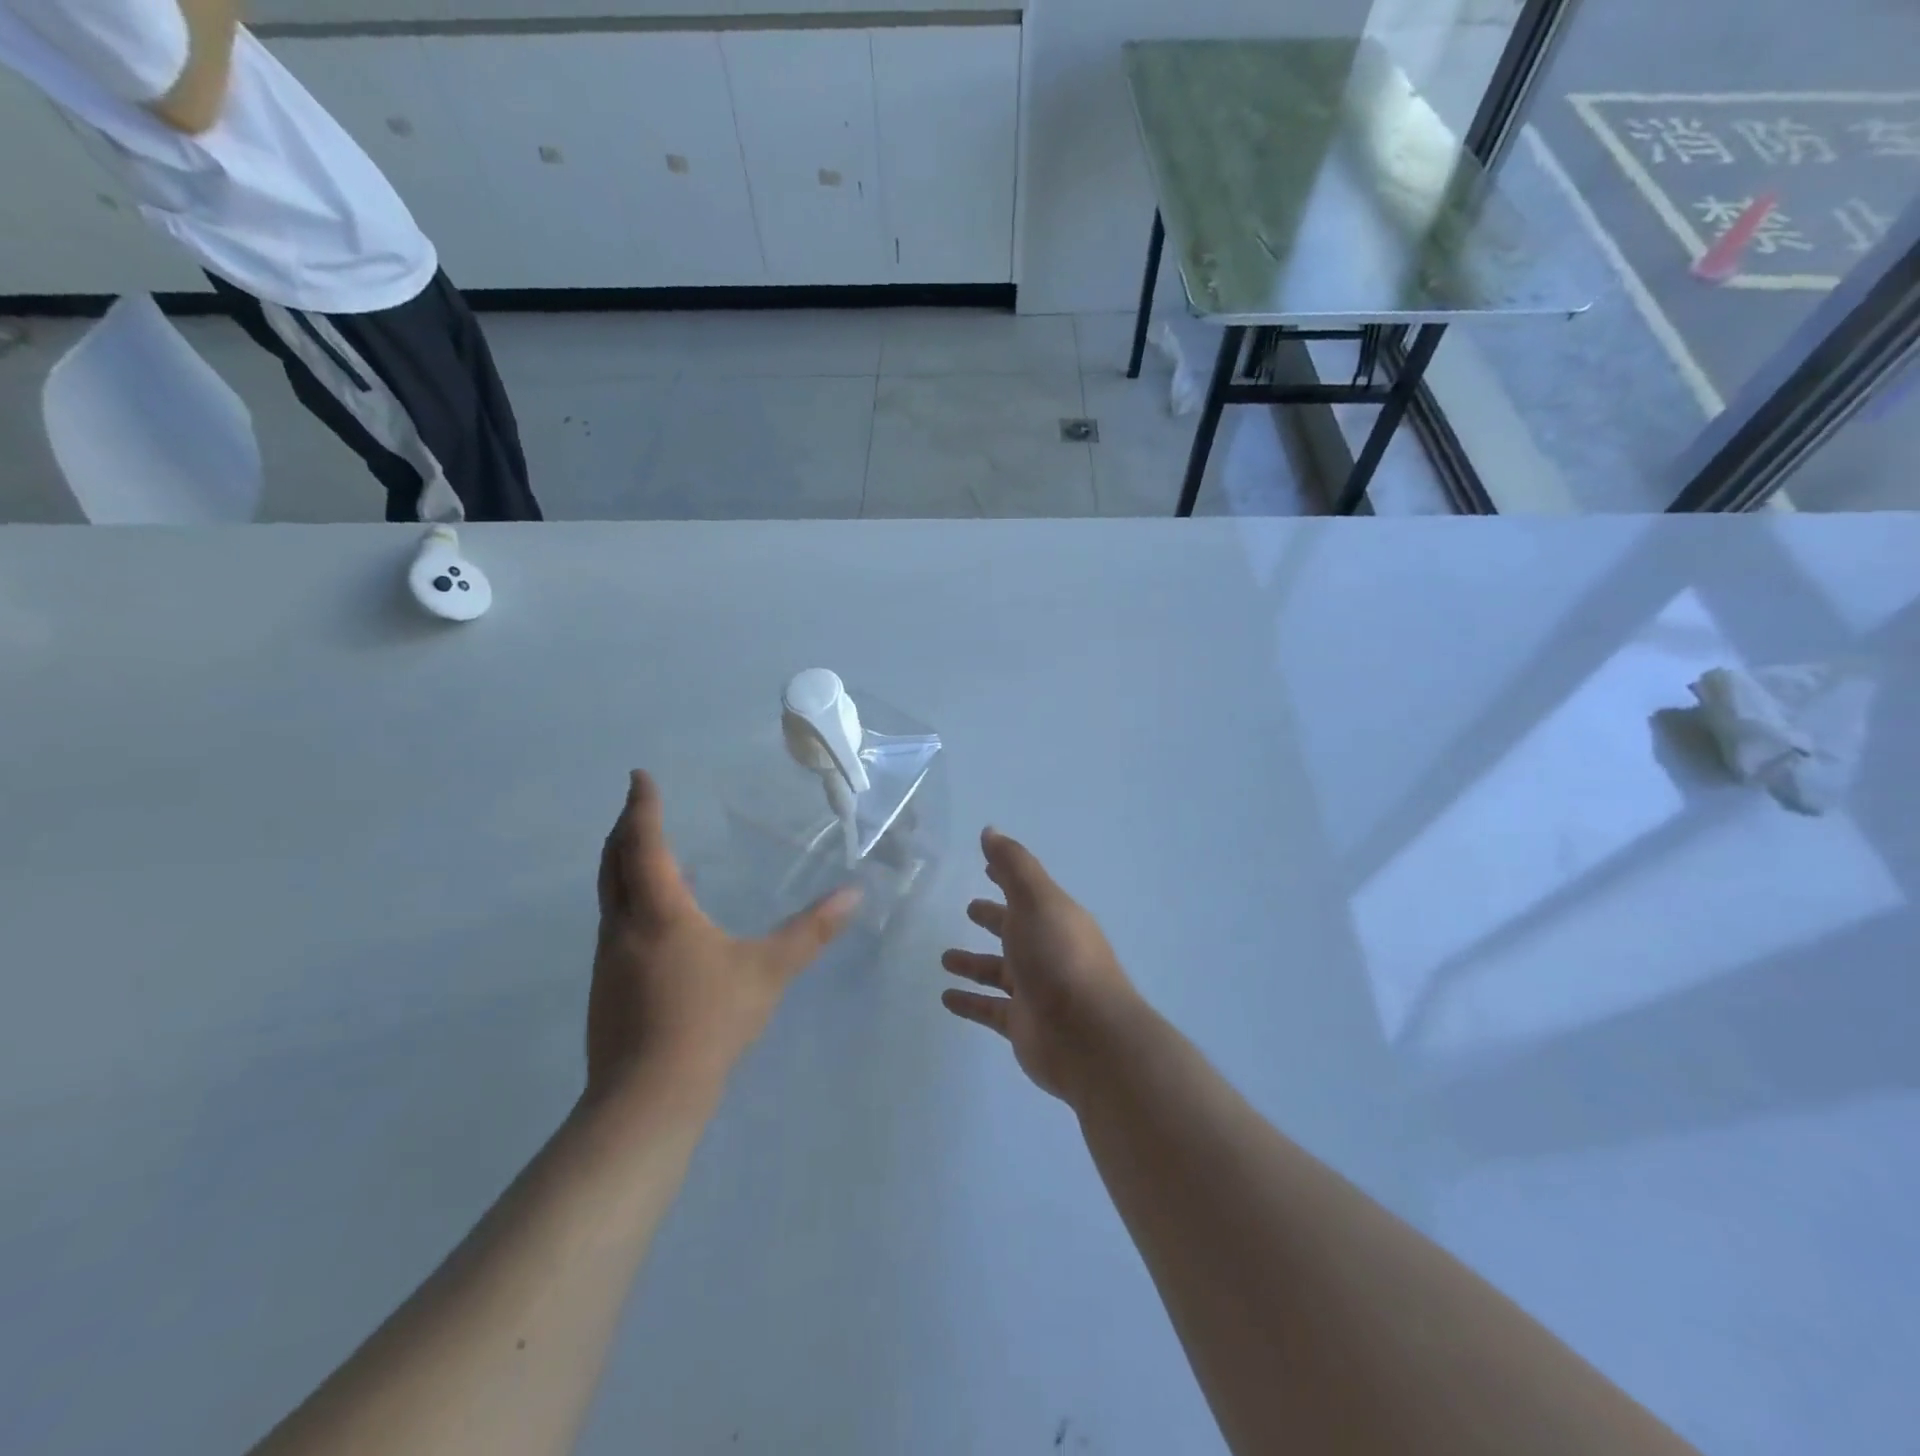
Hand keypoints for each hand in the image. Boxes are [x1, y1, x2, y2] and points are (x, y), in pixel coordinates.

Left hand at [587, 771, 859, 1102]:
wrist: (648, 1098)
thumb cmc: (710, 1021)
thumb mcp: (769, 971)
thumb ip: (812, 932)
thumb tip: (854, 895)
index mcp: (660, 912)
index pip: (645, 844)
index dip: (643, 808)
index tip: (639, 778)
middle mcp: (624, 927)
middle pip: (613, 863)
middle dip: (624, 829)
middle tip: (637, 807)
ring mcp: (608, 959)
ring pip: (608, 895)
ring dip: (623, 865)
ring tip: (648, 854)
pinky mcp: (605, 987)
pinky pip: (613, 924)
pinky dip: (628, 900)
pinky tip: (654, 920)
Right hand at [941, 828, 1142, 1102]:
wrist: (1089, 1036)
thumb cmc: (1060, 957)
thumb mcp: (1036, 900)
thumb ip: (1013, 865)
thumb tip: (990, 830)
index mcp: (1055, 918)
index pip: (1027, 891)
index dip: (1006, 876)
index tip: (986, 864)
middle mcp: (1048, 951)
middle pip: (1015, 929)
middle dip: (994, 918)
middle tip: (969, 909)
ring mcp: (1036, 990)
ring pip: (999, 972)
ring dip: (974, 963)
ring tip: (944, 958)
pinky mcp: (1023, 1025)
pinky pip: (989, 1009)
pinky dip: (969, 1002)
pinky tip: (945, 998)